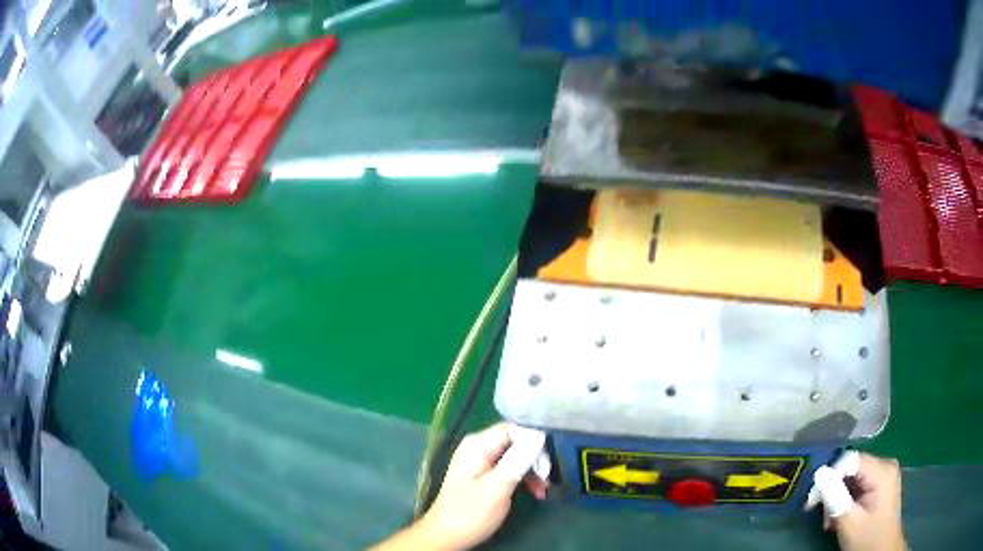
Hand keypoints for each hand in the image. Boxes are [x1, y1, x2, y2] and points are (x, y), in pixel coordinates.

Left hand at [374, 423, 547, 550]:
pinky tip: (536, 492)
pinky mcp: (485, 475)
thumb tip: (540, 435)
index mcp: (477, 444)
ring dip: (533, 470)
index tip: (550, 460)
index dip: (535, 440)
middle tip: (549, 478)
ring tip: (544, 489)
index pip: (514, 428)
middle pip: (517, 440)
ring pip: (517, 455)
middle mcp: (478, 447)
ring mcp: (481, 461)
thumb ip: (518, 460)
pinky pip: (511, 467)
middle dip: (536, 458)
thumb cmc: (470, 513)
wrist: (446, 537)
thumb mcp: (497, 487)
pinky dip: (524, 478)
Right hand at [826, 453, 906, 550]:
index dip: (828, 477)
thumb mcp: (850, 522)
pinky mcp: (880, 484)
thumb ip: (835, 496)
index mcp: (882, 471)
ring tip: (831, 521)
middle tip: (823, 517)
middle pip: (851, 468)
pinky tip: (840, 516)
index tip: (811, 502)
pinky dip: (846, 500)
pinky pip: (858, 484)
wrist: (883, 550)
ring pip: (853, 477)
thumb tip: (819, 472)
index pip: (850, 460)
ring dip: (837, 498)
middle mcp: (885, 465)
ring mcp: (884, 474)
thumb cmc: (868, 538)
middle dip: (833, 492)